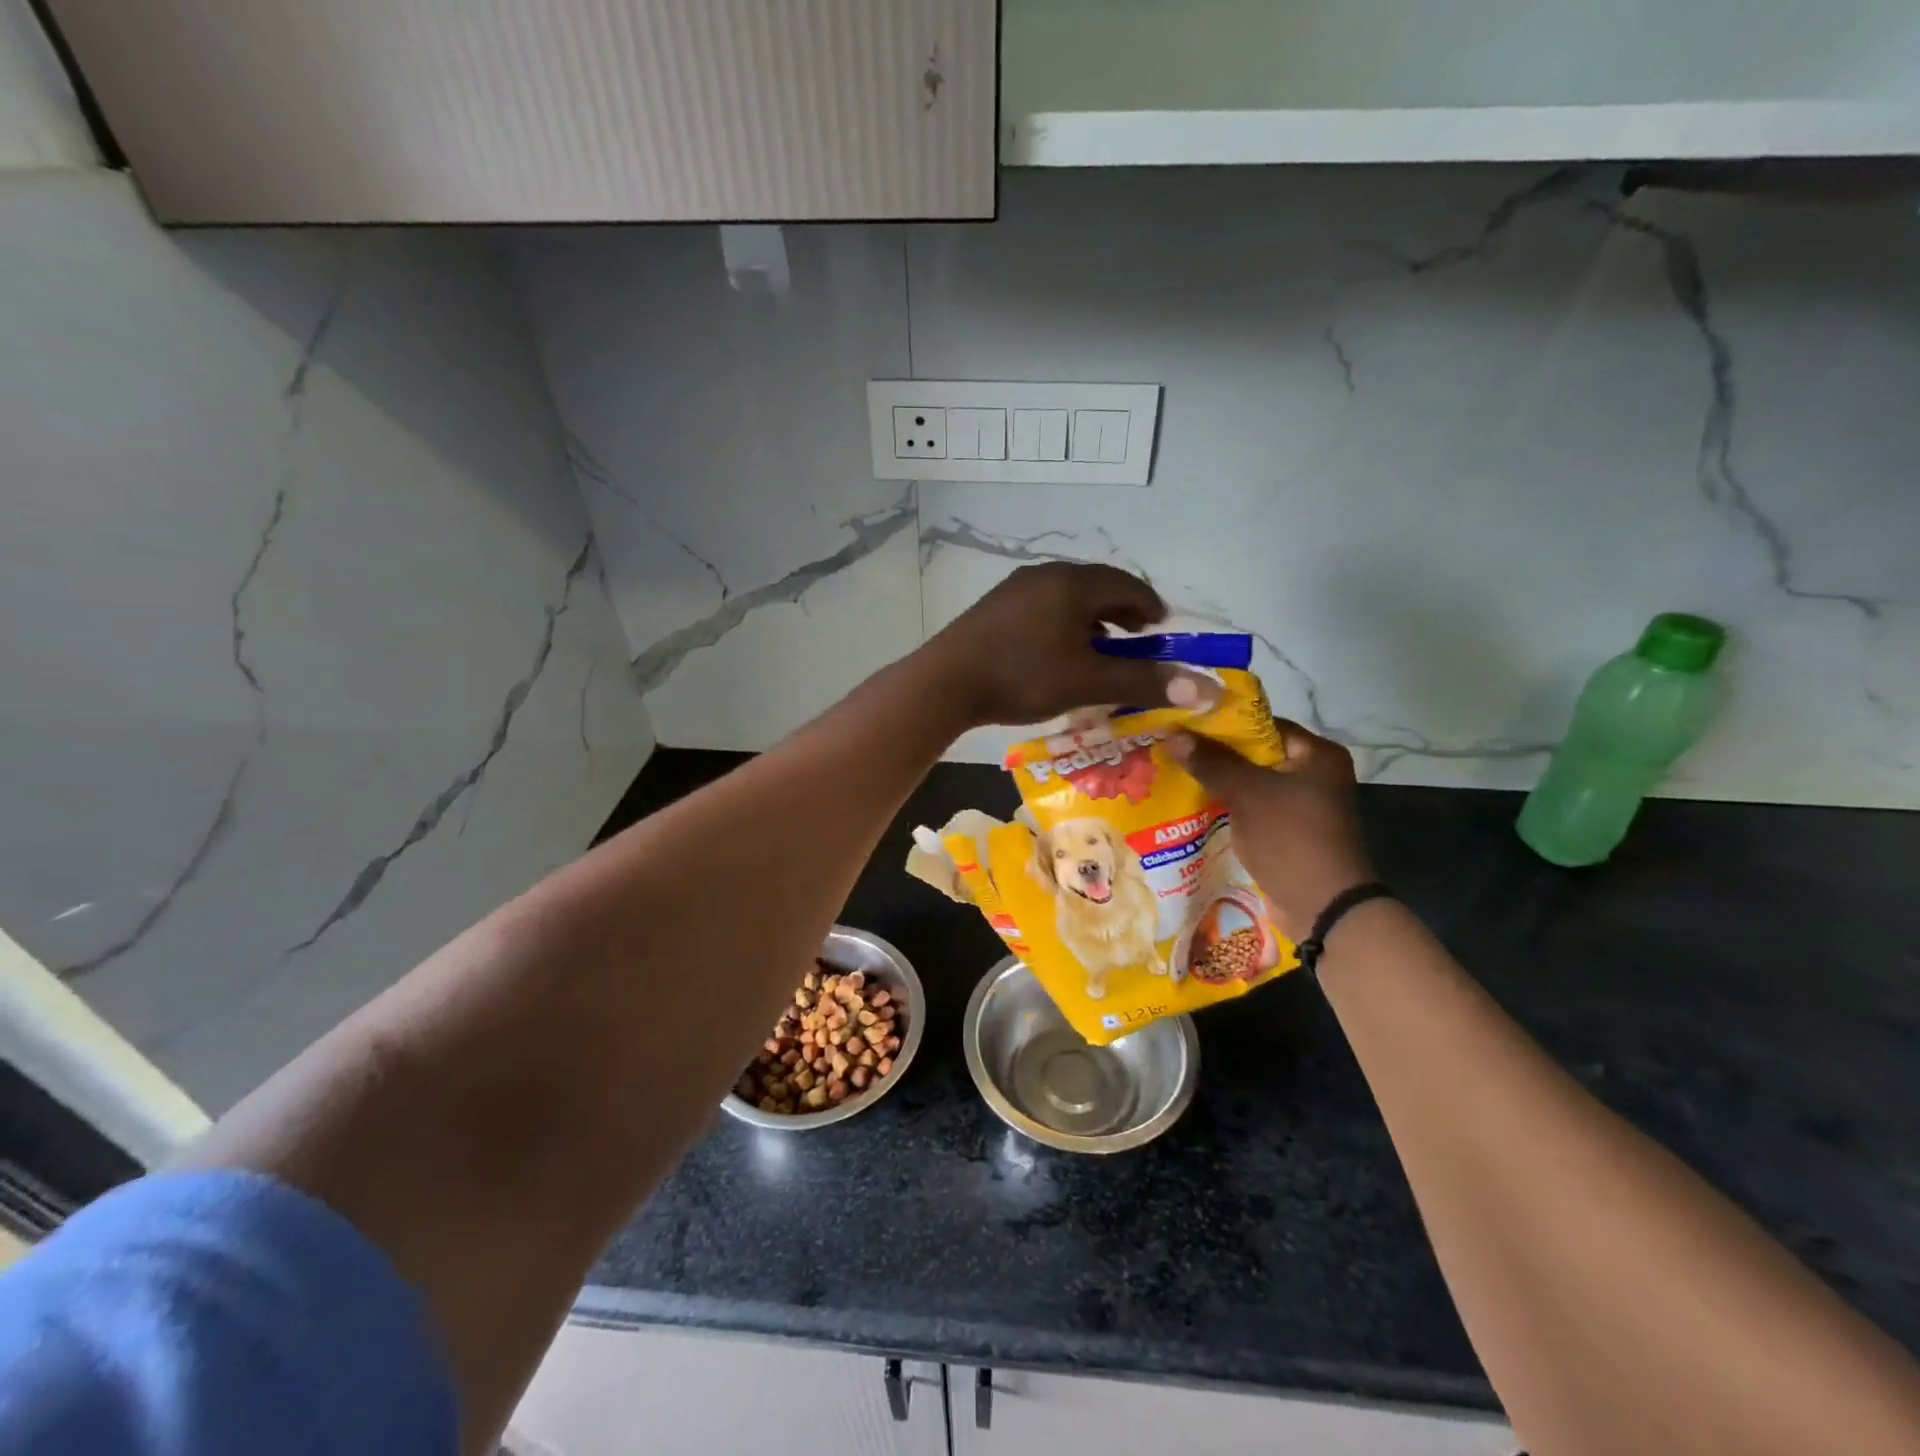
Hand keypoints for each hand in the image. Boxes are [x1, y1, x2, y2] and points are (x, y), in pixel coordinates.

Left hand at [919, 563, 1202, 726]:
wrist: (945, 682)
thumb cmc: (1023, 676)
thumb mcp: (1089, 681)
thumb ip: (1145, 681)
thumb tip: (1207, 689)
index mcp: (1073, 583)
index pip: (1126, 584)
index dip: (1150, 605)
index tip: (1162, 628)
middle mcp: (1044, 575)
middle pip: (1096, 586)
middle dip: (1121, 611)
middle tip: (1136, 639)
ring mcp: (1015, 589)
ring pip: (1066, 598)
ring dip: (1090, 619)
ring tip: (1099, 649)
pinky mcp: (994, 608)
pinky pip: (1042, 607)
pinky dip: (1062, 624)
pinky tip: (1056, 653)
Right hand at [1168, 722, 1373, 941]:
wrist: (1323, 908)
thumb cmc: (1290, 838)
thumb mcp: (1247, 793)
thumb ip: (1211, 761)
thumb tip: (1173, 733)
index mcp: (1317, 755)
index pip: (1263, 725)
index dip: (1222, 724)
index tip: (1184, 725)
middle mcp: (1315, 775)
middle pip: (1255, 755)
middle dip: (1214, 755)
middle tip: (1173, 750)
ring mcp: (1303, 807)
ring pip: (1251, 784)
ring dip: (1218, 783)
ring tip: (1175, 775)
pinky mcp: (1290, 833)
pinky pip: (1253, 810)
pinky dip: (1228, 808)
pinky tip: (1194, 807)